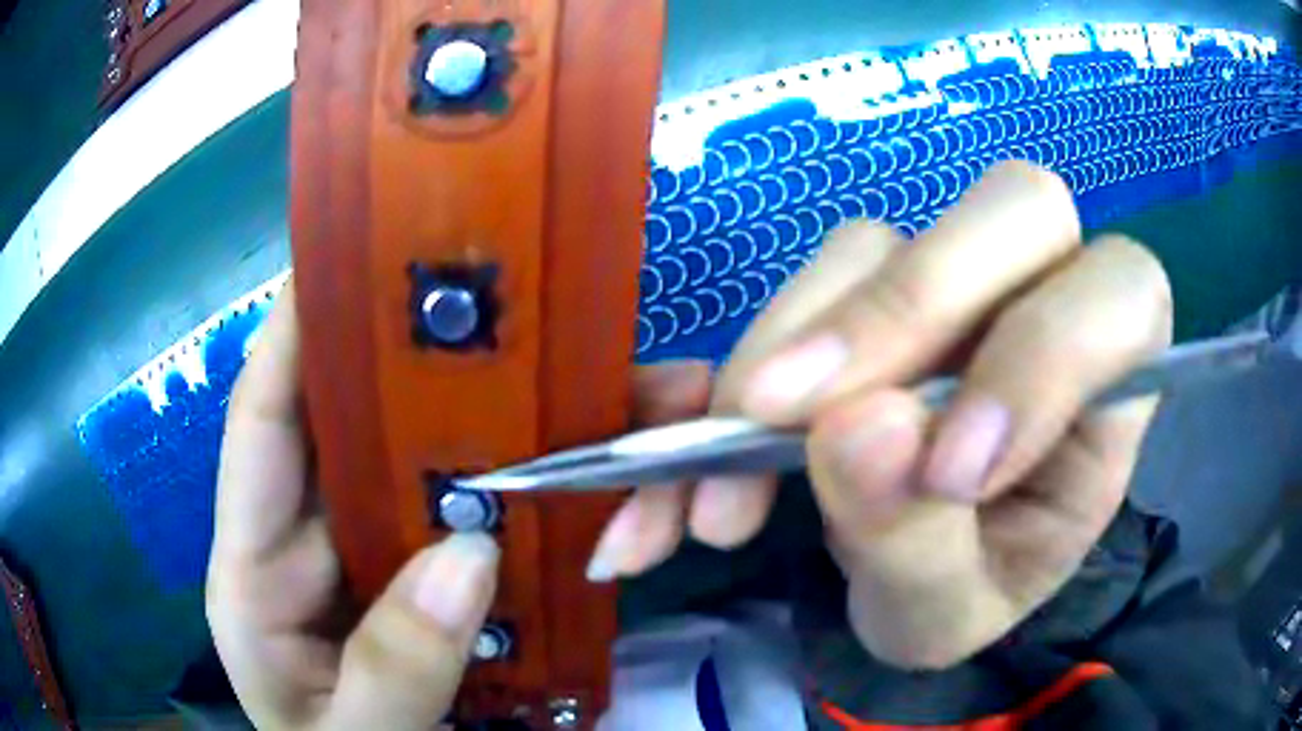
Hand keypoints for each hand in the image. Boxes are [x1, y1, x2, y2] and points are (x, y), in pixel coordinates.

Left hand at [206, 282, 499, 729]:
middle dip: (394, 367)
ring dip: (455, 427)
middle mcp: (299, 543)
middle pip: (339, 432)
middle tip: (471, 307)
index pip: (261, 429)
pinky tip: (537, 466)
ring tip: (524, 373)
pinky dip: (486, 488)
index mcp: (253, 572)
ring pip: (402, 468)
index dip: (292, 338)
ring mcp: (356, 558)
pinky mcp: (403, 579)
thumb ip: (393, 671)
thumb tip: (467, 555)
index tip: (342, 258)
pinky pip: (445, 514)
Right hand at [589, 162, 1172, 668]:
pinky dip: (742, 357)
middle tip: (785, 420)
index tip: (945, 473)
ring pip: (877, 244)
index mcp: (1112, 390)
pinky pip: (807, 282)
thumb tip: (854, 431)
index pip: (1120, 302)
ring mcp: (954, 286)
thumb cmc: (964, 596)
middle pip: (1012, 211)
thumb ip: (919, 542)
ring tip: (720, 479)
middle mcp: (1044, 303)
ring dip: (791, 350)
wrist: (917, 584)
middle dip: (904, 307)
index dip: (1043, 358)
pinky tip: (701, 432)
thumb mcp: (946, 614)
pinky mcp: (871, 292)